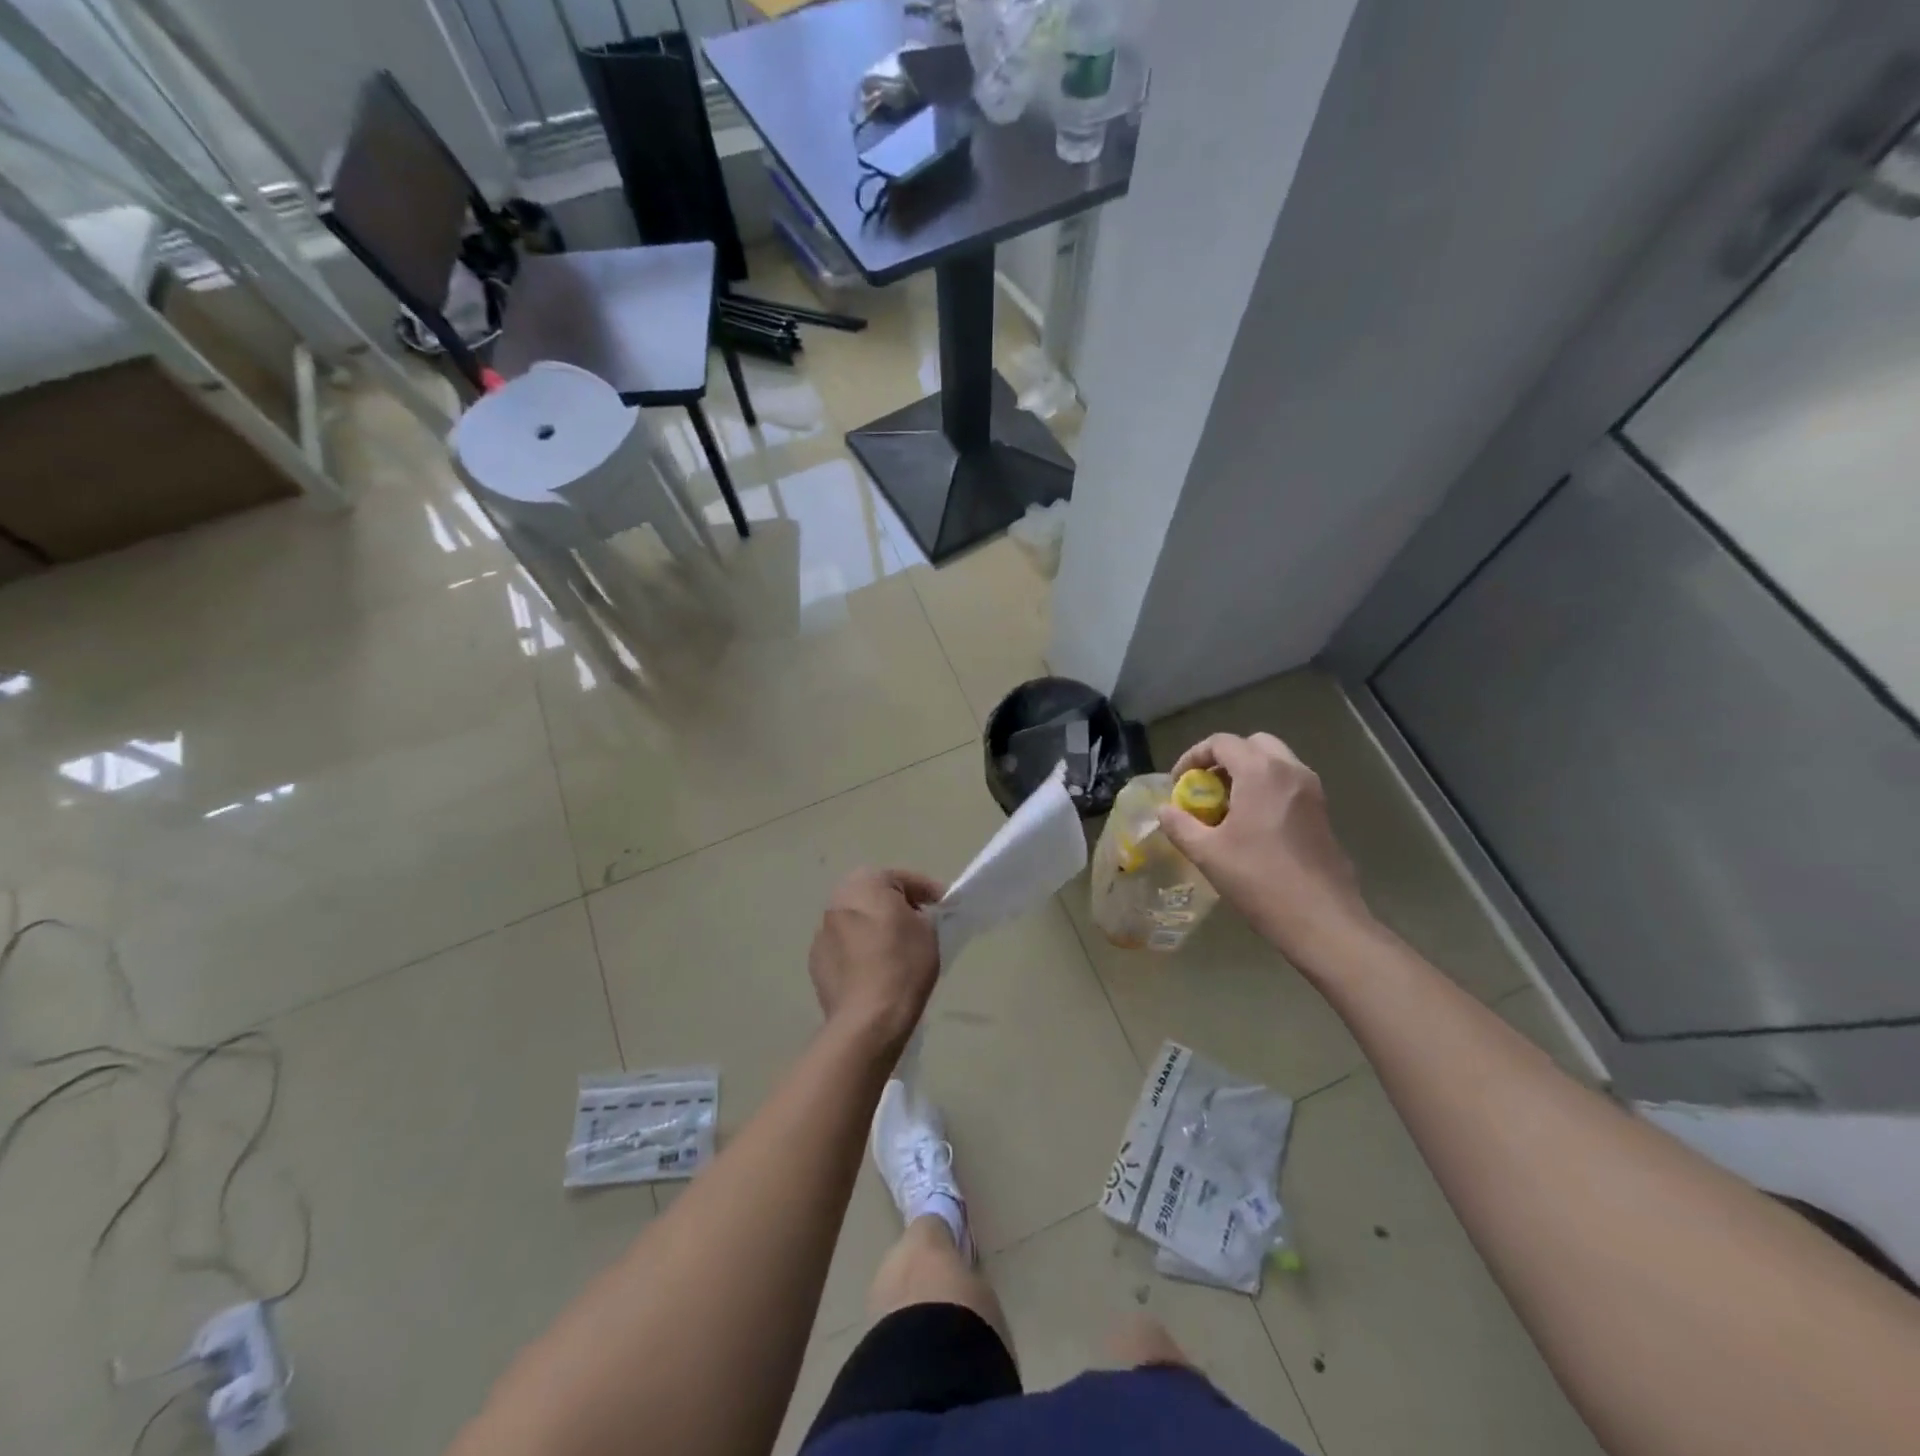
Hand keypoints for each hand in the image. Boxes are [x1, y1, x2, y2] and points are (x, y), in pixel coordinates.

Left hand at [808, 868, 943, 1052]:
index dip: (928, 890)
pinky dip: (858, 949)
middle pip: (874, 895)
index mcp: (865, 884)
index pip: (902, 878)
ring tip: (894, 946)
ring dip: (873, 926)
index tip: (944, 904)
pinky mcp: (816, 960)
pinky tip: (873, 968)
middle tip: (919, 921)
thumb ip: (921, 914)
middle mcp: (837, 900)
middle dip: (896, 905)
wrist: (868, 1018)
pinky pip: (844, 945)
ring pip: (856, 920)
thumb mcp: (928, 931)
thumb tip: (912, 916)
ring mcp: (822, 931)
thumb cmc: (903, 965)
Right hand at [1157, 733, 1375, 972]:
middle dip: (1224, 760)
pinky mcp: (1323, 813)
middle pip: (1253, 745)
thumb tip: (1163, 810)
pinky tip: (1252, 827)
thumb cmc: (1259, 880)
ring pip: (1275, 763)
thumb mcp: (1207, 853)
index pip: (1222, 742)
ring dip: (1247, 774)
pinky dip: (1266, 790)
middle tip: (1205, 788)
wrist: (1322, 920)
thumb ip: (1180, 825)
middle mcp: (1291, 772)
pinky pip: (1289, 784)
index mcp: (1261, 773)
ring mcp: (1312, 792)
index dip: (1193, 757)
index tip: (1179, 783)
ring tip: (1225, 809)